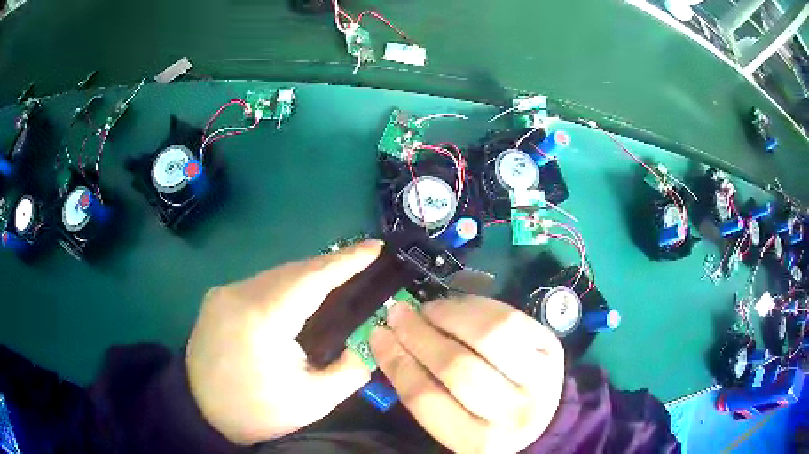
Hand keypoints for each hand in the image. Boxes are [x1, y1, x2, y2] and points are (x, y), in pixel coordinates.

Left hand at [186, 241, 381, 444]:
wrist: (200, 412)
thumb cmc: (256, 411)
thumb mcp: (312, 402)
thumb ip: (349, 372)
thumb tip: (362, 347)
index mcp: (263, 318)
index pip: (313, 278)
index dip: (346, 260)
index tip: (374, 247)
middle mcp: (239, 294)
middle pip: (294, 271)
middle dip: (330, 266)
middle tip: (361, 265)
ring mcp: (224, 293)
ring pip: (276, 275)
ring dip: (307, 276)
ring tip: (335, 282)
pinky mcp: (216, 299)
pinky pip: (260, 284)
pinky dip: (285, 286)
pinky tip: (298, 299)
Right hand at [370, 296, 564, 453]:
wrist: (543, 417)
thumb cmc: (486, 422)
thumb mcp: (454, 423)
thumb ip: (424, 391)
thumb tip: (389, 341)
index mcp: (478, 443)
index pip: (426, 399)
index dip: (397, 363)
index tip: (378, 335)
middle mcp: (513, 414)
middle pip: (457, 367)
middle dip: (419, 335)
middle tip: (398, 313)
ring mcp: (540, 378)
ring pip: (488, 336)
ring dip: (449, 315)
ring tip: (428, 308)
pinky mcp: (552, 349)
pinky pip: (510, 318)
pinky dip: (477, 306)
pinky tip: (458, 306)